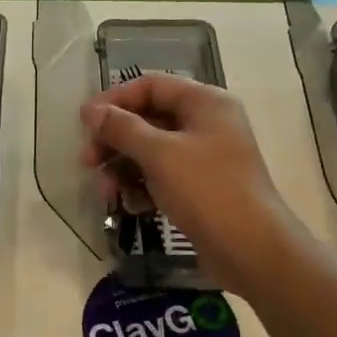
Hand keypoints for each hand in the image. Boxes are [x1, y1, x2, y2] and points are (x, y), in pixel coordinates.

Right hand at [81, 75, 297, 297]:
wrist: (252, 250)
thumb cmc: (207, 190)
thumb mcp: (159, 154)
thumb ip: (122, 128)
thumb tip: (91, 111)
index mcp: (205, 102)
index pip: (151, 86)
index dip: (114, 100)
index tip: (84, 122)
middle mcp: (206, 123)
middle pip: (147, 119)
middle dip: (114, 140)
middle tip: (87, 162)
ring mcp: (204, 157)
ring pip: (150, 151)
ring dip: (123, 168)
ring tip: (105, 194)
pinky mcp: (199, 187)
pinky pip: (161, 176)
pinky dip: (142, 187)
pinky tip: (130, 206)